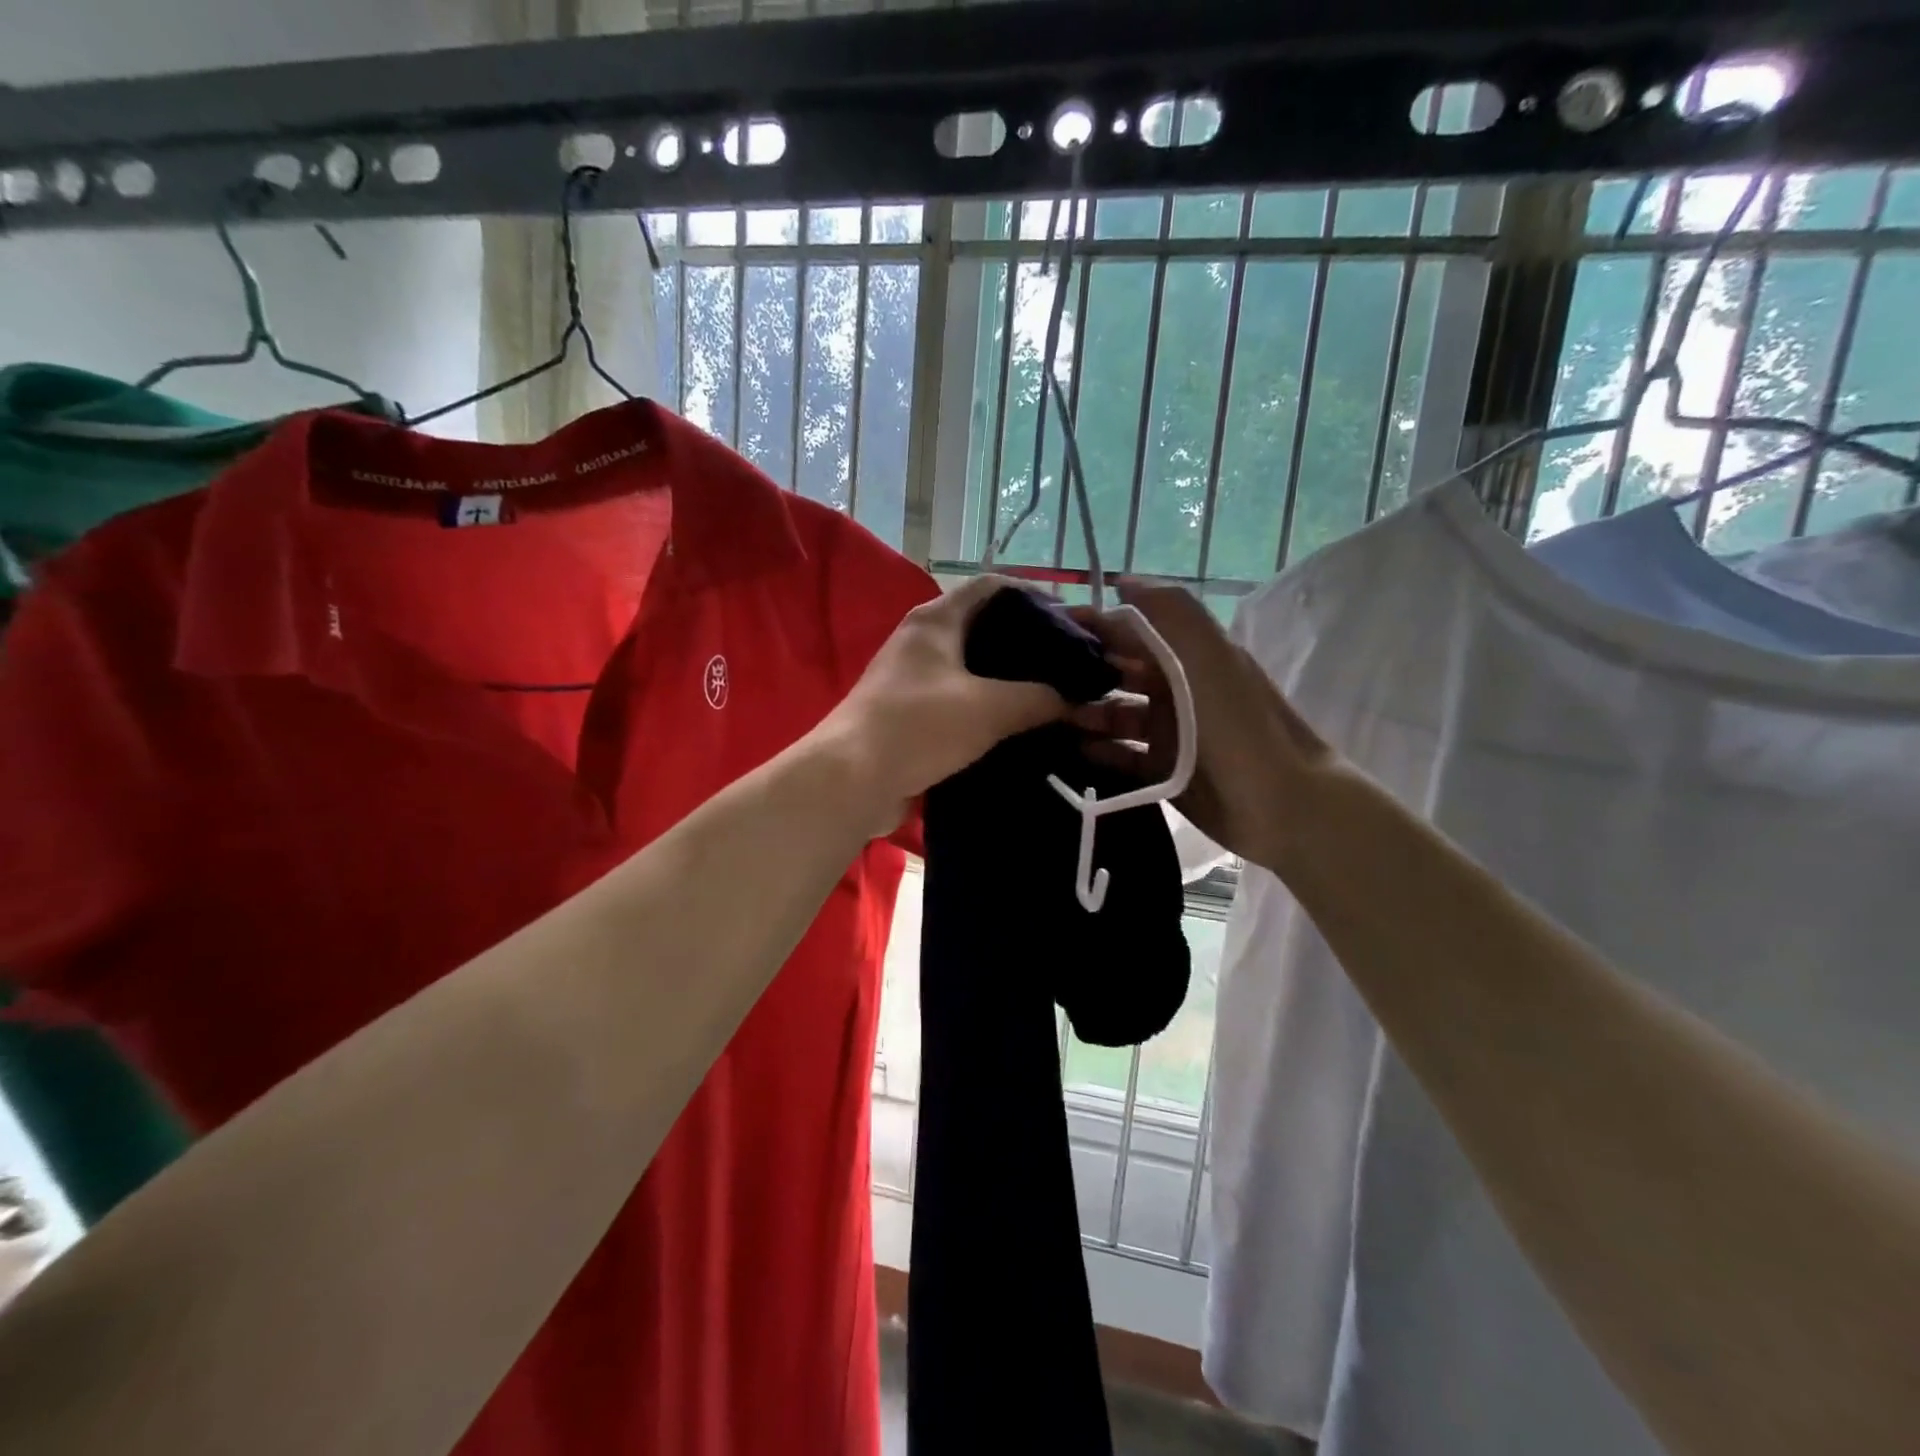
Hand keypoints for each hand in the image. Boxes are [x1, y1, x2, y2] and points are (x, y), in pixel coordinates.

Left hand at [825, 576, 1070, 826]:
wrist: (854, 780)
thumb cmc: (920, 726)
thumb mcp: (990, 708)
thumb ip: (1039, 699)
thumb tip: (1075, 701)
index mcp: (936, 620)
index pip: (992, 586)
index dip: (1034, 595)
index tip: (1072, 619)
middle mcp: (921, 641)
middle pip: (983, 627)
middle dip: (1026, 643)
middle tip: (1068, 663)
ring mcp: (911, 679)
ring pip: (972, 668)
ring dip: (1008, 680)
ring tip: (1052, 695)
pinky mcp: (909, 715)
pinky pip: (958, 701)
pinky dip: (988, 709)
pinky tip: (1018, 727)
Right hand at [1070, 581, 1336, 873]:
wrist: (1283, 805)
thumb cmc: (1238, 725)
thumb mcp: (1209, 656)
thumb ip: (1170, 611)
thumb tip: (1122, 580)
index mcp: (1189, 656)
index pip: (1133, 629)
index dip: (1095, 625)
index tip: (1048, 629)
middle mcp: (1177, 689)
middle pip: (1119, 672)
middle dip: (1082, 673)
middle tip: (1038, 682)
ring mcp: (1171, 732)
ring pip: (1116, 715)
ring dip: (1085, 713)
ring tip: (1050, 720)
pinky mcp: (1165, 771)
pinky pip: (1122, 755)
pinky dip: (1098, 751)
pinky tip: (1070, 751)